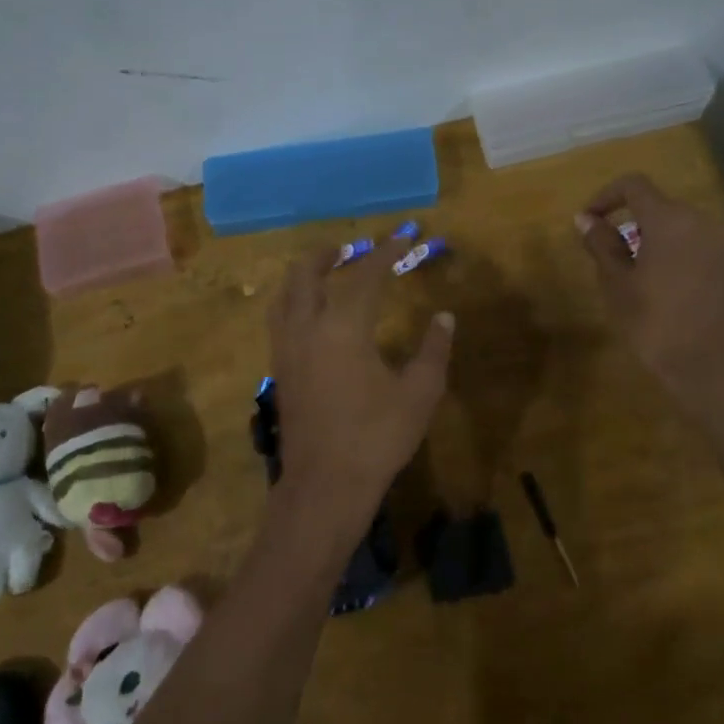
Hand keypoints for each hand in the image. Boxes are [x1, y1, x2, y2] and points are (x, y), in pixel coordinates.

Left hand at [267, 236, 454, 526]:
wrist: (325, 485)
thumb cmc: (376, 438)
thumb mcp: (419, 394)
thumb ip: (433, 350)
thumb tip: (444, 318)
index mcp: (344, 327)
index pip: (366, 276)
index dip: (387, 253)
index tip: (405, 238)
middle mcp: (307, 328)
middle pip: (307, 274)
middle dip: (328, 254)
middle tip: (349, 248)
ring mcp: (287, 350)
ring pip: (285, 296)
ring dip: (304, 275)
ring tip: (324, 272)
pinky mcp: (279, 371)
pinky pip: (279, 320)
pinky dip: (293, 301)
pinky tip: (310, 314)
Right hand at [576, 173, 723, 403]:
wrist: (715, 370)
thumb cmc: (656, 325)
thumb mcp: (618, 286)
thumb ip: (602, 245)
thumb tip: (586, 219)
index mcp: (669, 220)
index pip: (634, 185)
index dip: (606, 196)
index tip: (589, 221)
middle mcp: (702, 221)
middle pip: (660, 206)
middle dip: (631, 223)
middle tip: (611, 257)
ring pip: (682, 228)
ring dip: (656, 240)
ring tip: (638, 276)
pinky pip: (701, 247)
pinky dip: (679, 256)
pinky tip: (670, 290)